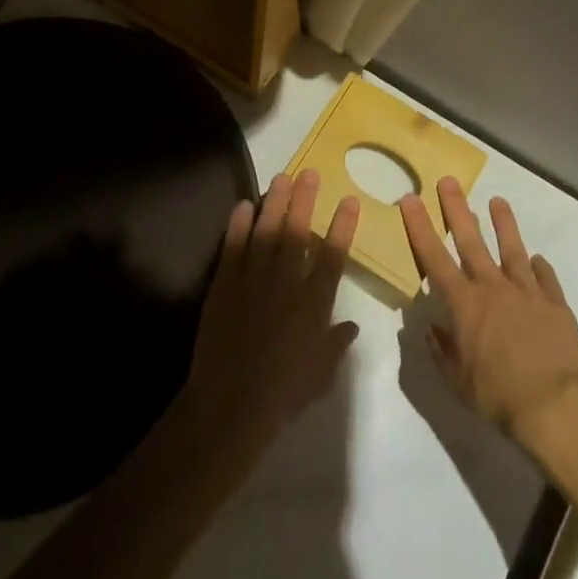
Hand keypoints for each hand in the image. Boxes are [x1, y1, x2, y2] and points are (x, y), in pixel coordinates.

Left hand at [174, 169, 360, 476]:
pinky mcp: (225, 285)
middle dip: (305, 200)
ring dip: (274, 203)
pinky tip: (243, 204)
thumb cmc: (283, 393)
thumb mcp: (321, 374)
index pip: (333, 256)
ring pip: (266, 232)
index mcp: (313, 304)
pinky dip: (238, 224)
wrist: (230, 405)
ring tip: (281, 177)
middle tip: (310, 173)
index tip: (349, 200)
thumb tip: (352, 325)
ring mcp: (253, 280)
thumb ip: (337, 344)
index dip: (342, 226)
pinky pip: (233, 247)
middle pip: (297, 233)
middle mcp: (286, 284)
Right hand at [399, 178, 577, 445]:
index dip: (420, 226)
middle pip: (471, 240)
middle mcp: (493, 288)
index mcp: (464, 304)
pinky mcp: (555, 304)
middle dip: (457, 209)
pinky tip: (537, 259)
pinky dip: (540, 268)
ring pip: (513, 249)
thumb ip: (442, 351)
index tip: (410, 198)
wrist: (554, 406)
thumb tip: (431, 328)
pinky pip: (546, 279)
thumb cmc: (497, 396)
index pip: (434, 257)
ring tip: (498, 201)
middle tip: (449, 181)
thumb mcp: (457, 381)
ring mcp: (527, 292)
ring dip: (504, 224)